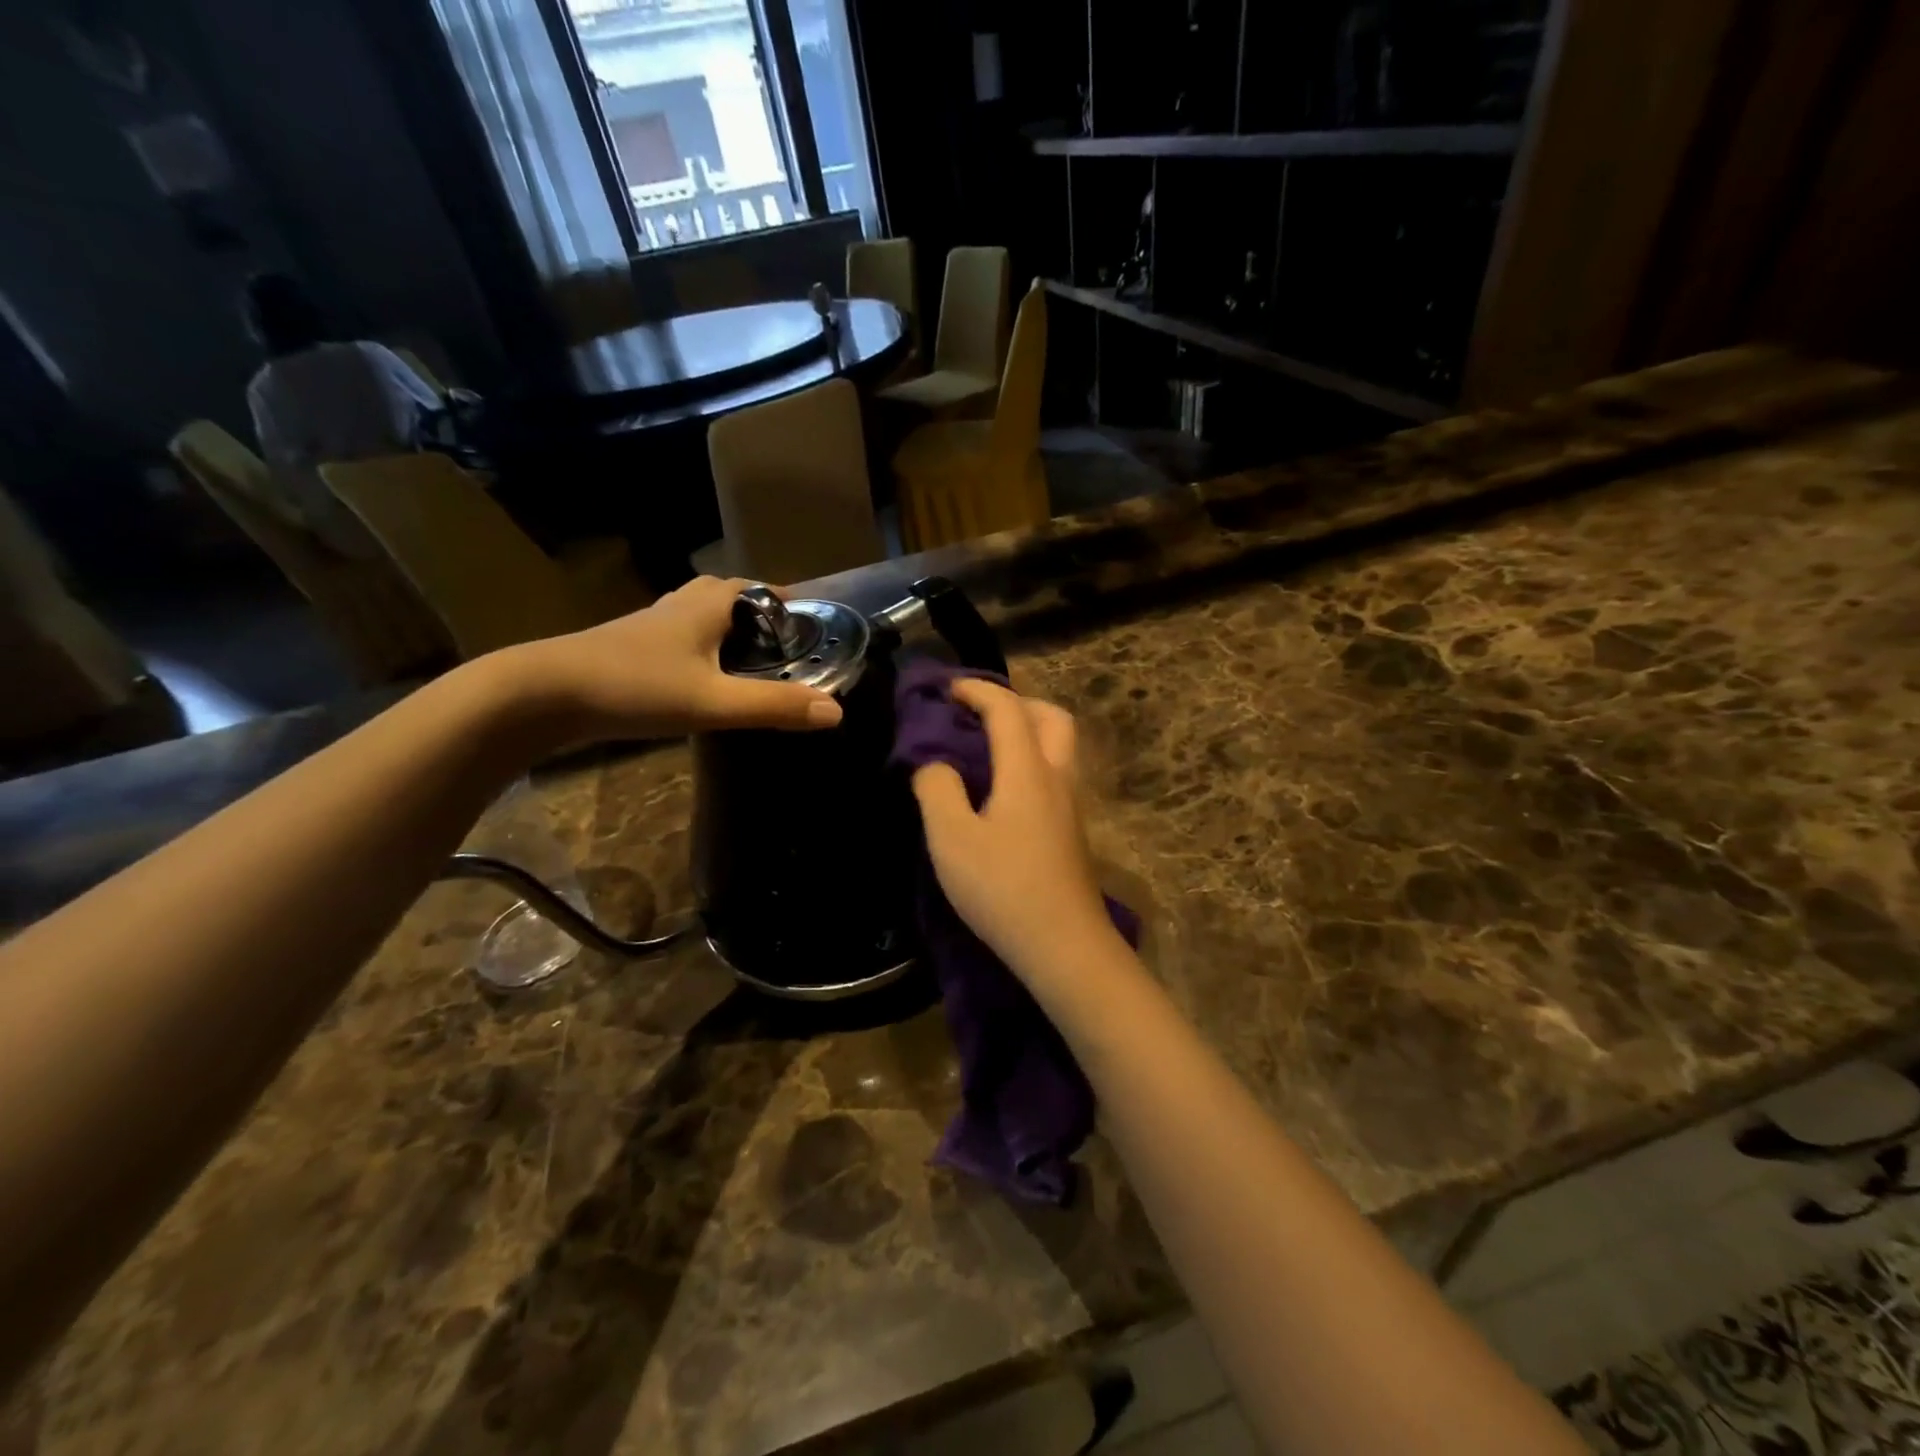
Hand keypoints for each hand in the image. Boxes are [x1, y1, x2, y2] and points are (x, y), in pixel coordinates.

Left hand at [502, 576, 842, 744]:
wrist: (544, 693)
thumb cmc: (636, 686)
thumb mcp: (713, 701)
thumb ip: (773, 706)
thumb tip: (836, 712)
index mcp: (707, 605)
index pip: (758, 589)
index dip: (787, 602)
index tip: (811, 623)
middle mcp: (681, 604)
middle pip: (729, 596)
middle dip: (759, 614)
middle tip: (783, 644)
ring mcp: (651, 625)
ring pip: (700, 614)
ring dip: (727, 628)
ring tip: (749, 660)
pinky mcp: (630, 646)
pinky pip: (680, 636)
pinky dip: (701, 647)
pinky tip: (702, 676)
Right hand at [910, 680, 1116, 981]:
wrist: (1065, 945)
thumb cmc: (1003, 887)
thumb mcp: (951, 838)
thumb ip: (937, 789)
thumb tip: (935, 764)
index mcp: (1027, 770)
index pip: (1006, 709)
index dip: (976, 690)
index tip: (946, 690)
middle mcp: (1057, 778)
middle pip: (1051, 717)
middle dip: (1015, 703)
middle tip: (978, 715)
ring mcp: (1071, 806)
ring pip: (1059, 747)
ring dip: (1027, 732)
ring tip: (986, 750)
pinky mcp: (1072, 832)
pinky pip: (1055, 775)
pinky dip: (1031, 762)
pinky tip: (1003, 791)